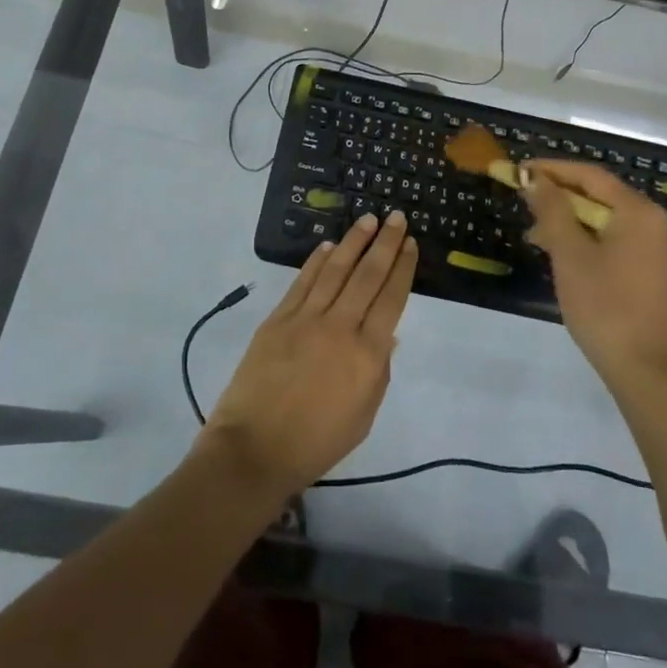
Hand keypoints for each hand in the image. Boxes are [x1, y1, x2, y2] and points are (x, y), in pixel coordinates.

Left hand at [199, 212, 417, 501]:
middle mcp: (340, 327)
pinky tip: (328, 246)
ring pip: (335, 270)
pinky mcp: (278, 319)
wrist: (255, 449)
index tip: (411, 244)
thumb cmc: (317, 442)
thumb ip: (378, 370)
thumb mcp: (364, 414)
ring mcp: (306, 319)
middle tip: (396, 218)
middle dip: (385, 243)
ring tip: (368, 219)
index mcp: (367, 354)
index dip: (403, 268)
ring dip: (353, 242)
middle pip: (367, 276)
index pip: (391, 299)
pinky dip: (316, 261)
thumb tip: (386, 335)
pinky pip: (302, 282)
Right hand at [522, 160, 666, 391]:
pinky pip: (620, 243)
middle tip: (525, 205)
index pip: (590, 175)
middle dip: (560, 198)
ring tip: (538, 238)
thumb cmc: (605, 307)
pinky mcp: (659, 274)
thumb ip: (552, 210)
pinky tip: (567, 258)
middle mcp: (657, 224)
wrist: (648, 373)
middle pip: (602, 196)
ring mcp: (661, 251)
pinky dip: (591, 241)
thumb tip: (535, 179)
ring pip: (609, 222)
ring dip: (573, 222)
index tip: (520, 170)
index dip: (552, 169)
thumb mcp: (570, 254)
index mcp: (639, 212)